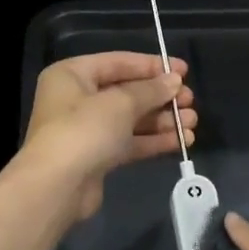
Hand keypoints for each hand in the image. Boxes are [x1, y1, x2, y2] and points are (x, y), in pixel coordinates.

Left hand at [22, 52, 196, 219]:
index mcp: (72, 75)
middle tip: (190, 101)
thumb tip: (174, 81)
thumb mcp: (121, 103)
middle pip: (126, 92)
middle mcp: (76, 99)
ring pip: (131, 119)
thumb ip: (150, 90)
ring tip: (192, 122)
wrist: (57, 187)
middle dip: (160, 97)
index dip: (153, 66)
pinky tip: (181, 141)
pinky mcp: (97, 157)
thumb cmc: (84, 131)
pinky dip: (153, 140)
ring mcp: (86, 130)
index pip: (118, 62)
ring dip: (162, 120)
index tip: (184, 71)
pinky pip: (129, 142)